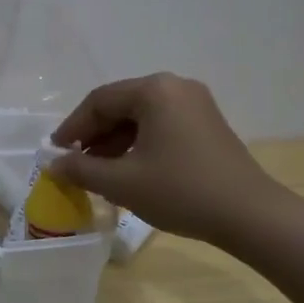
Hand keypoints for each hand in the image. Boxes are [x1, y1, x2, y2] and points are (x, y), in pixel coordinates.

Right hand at [49, 73, 280, 244]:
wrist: (250, 215)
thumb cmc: (181, 191)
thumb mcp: (123, 183)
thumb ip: (81, 170)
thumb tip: (53, 164)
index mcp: (154, 90)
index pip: (99, 101)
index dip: (72, 127)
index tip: (55, 152)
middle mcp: (176, 87)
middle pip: (121, 105)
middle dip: (94, 135)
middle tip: (75, 163)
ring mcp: (196, 104)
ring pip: (141, 117)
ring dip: (115, 142)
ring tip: (98, 173)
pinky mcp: (207, 125)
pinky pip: (161, 126)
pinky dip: (139, 144)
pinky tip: (129, 171)